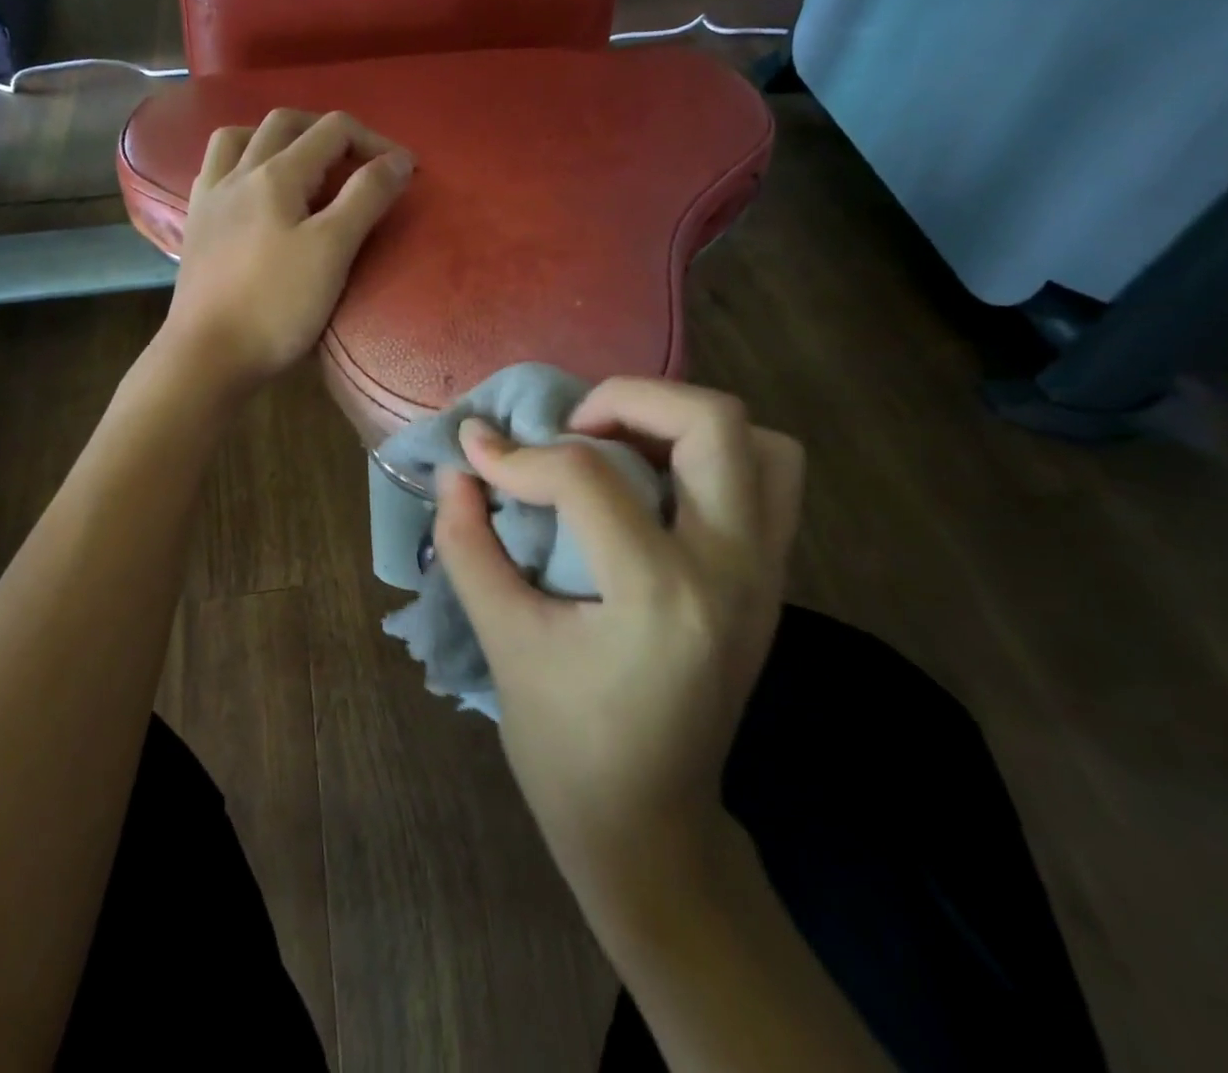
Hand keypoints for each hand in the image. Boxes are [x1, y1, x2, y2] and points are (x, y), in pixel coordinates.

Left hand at [161, 109, 413, 392]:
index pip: (332, 131)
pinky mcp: (196, 225)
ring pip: (240, 138)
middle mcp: (238, 173)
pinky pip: (215, 170)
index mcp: (276, 174)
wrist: (207, 355)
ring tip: (301, 161)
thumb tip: (397, 159)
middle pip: (285, 124)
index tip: (404, 172)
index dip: (375, 142)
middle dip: (328, 131)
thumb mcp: (332, 250)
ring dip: (276, 137)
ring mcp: (210, 198)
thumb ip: (366, 198)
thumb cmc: (276, 305)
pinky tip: (252, 188)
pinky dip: (242, 162)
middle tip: (357, 159)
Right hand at [433, 379, 803, 919]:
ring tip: (619, 446)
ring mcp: (766, 574)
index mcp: (660, 595)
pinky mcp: (770, 581)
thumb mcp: (504, 640)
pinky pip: (768, 481)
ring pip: (761, 443)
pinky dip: (713, 456)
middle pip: (711, 422)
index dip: (518, 454)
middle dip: (627, 399)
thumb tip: (457, 469)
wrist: (650, 828)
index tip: (476, 450)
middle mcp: (732, 570)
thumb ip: (469, 545)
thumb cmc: (566, 746)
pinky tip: (652, 483)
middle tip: (570, 429)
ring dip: (683, 422)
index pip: (587, 477)